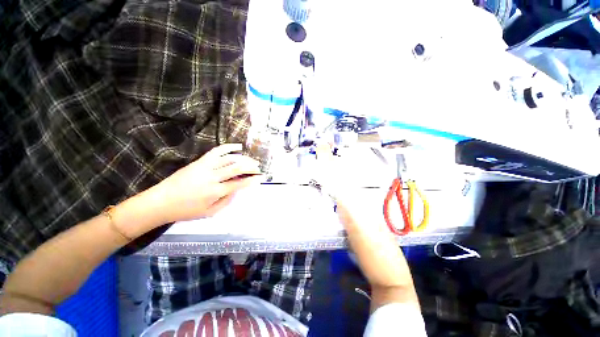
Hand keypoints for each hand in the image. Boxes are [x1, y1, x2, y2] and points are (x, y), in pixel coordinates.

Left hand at [147, 144, 262, 222]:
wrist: (160, 202)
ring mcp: (206, 167)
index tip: (260, 178)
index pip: (239, 183)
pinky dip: (229, 147)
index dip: (252, 180)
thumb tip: (237, 190)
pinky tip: (238, 146)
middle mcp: (213, 177)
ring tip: (252, 160)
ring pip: (230, 158)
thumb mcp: (209, 213)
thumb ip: (226, 202)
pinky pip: (217, 151)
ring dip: (244, 158)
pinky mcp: (200, 161)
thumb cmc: (186, 210)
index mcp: (215, 191)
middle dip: (251, 167)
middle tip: (258, 168)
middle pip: (237, 168)